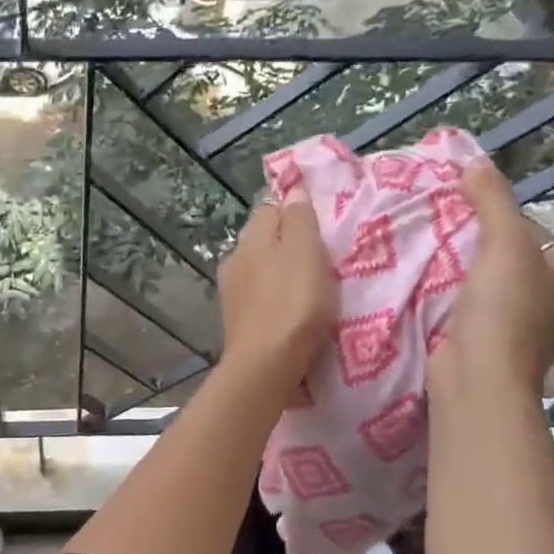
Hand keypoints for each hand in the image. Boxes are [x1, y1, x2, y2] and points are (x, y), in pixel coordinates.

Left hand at [216, 193, 336, 399]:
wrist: (266, 363)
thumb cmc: (293, 302)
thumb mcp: (305, 250)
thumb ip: (299, 218)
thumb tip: (292, 189)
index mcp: (251, 237)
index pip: (271, 208)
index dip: (295, 210)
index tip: (321, 223)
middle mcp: (234, 258)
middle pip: (264, 239)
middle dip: (288, 243)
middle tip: (321, 254)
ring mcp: (232, 291)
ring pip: (260, 269)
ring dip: (281, 272)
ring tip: (310, 284)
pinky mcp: (237, 319)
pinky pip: (260, 296)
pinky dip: (275, 297)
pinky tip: (291, 309)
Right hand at [433, 160, 553, 393]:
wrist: (478, 377)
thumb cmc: (503, 309)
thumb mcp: (504, 242)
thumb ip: (492, 200)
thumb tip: (476, 163)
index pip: (536, 236)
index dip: (502, 223)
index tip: (464, 219)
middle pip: (512, 263)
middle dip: (480, 251)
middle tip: (442, 237)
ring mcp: (525, 334)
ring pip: (491, 290)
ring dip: (464, 279)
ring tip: (430, 262)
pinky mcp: (493, 351)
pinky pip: (473, 314)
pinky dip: (455, 304)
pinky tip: (431, 294)